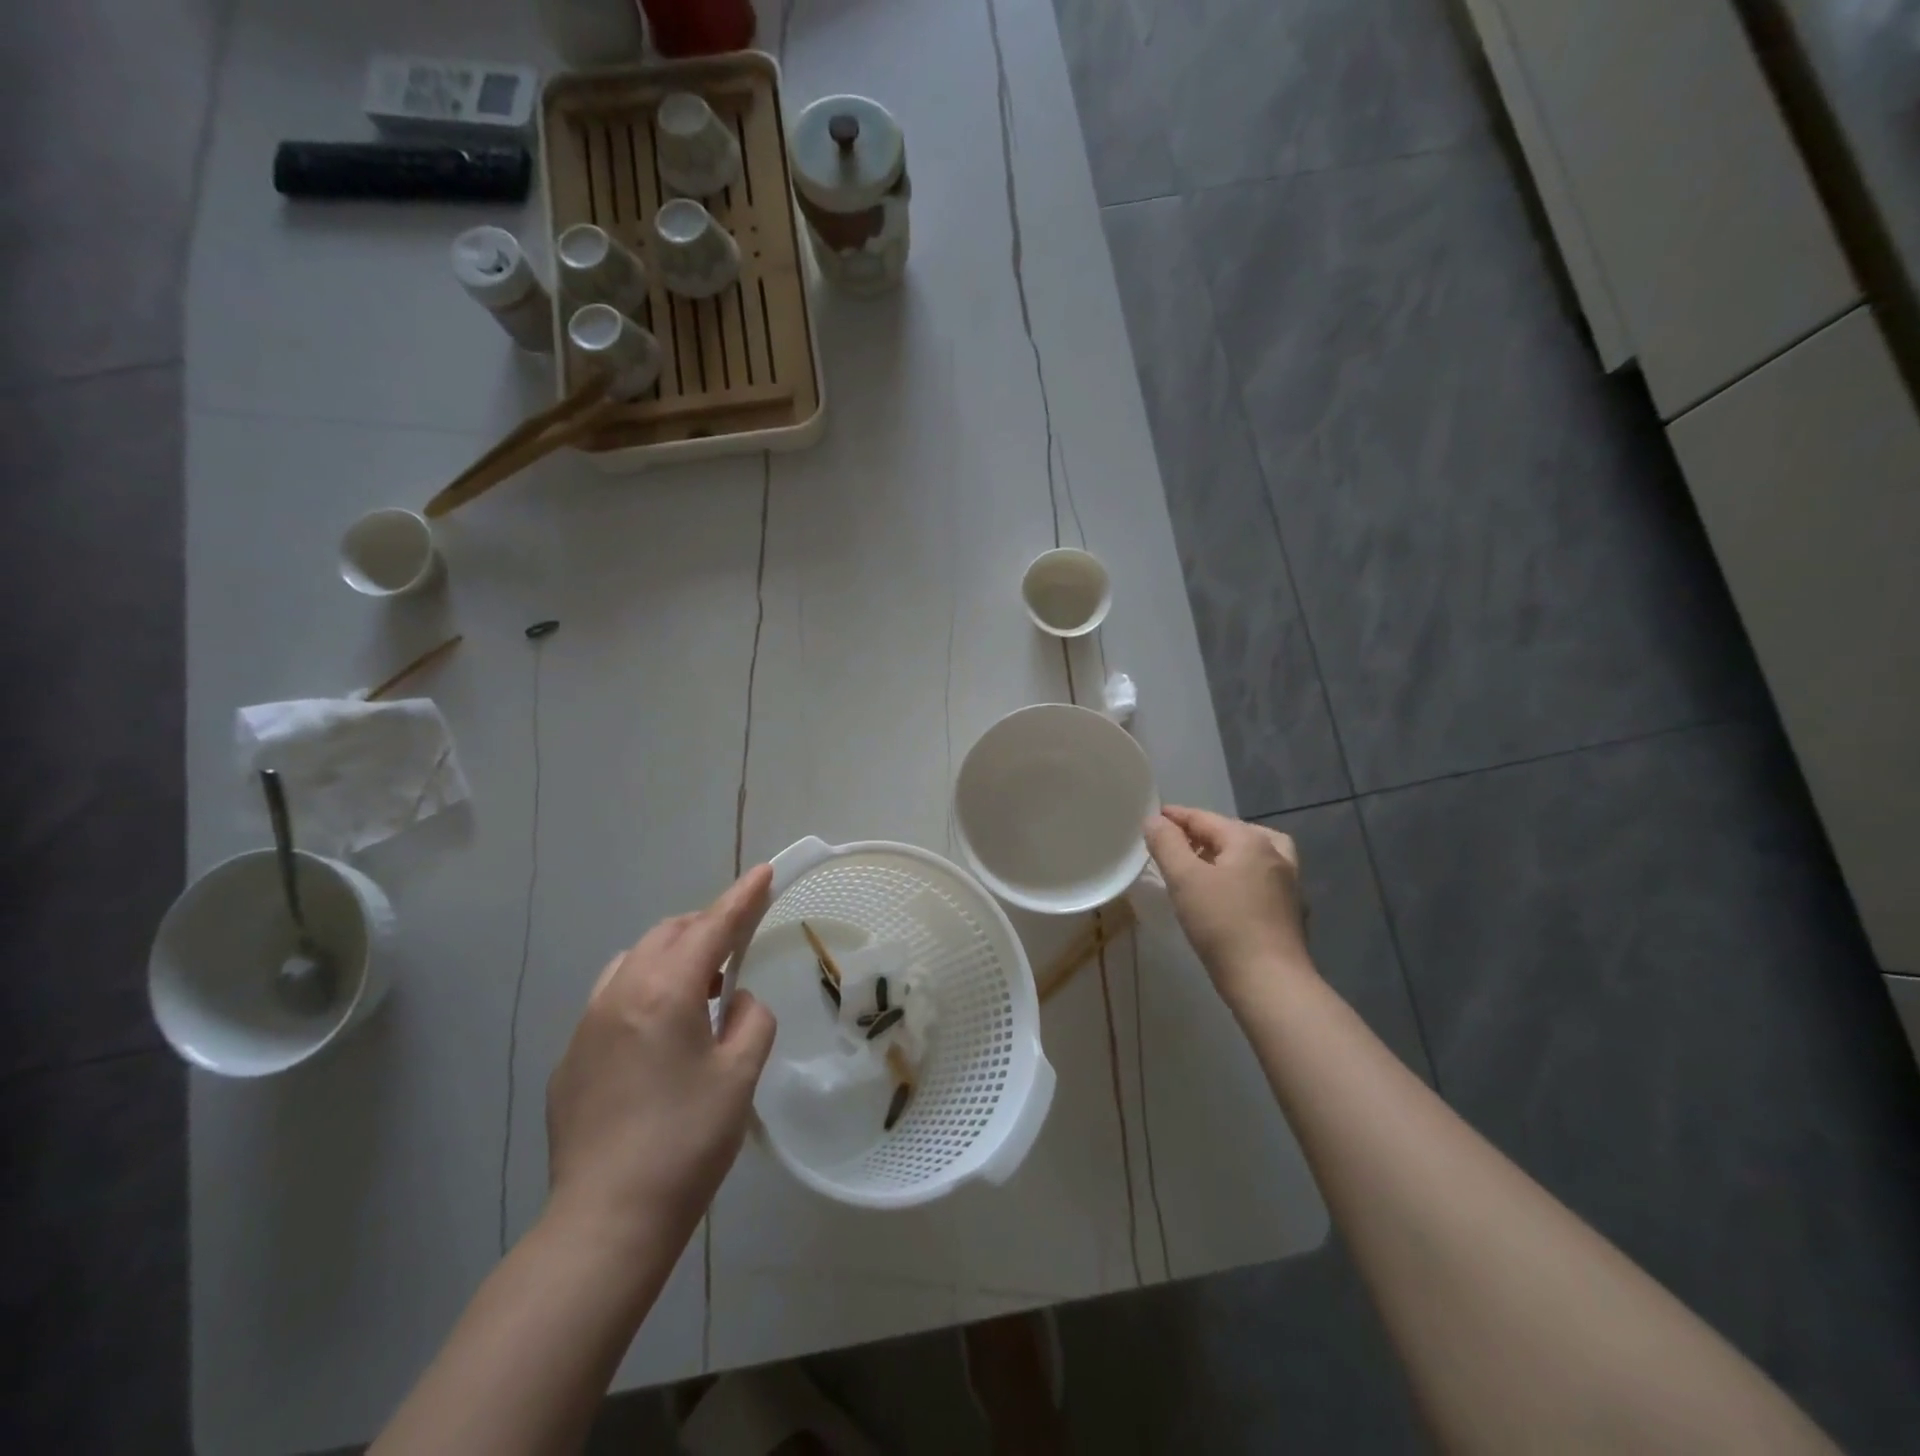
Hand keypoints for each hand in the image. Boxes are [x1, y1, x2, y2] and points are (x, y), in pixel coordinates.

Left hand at [544, 866, 776, 1257]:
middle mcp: (619, 994)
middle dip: (705, 927)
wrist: (606, 1221)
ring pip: (633, 962)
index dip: (742, 898)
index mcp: (665, 991)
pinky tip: (660, 1036)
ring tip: (701, 991)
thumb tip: (738, 1002)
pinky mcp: (570, 1058)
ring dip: (672, 958)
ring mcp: (586, 1025)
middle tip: (737, 946)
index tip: (762, 872)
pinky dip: (644, 992)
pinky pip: (612, 1000)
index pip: (712, 927)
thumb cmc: (686, 1142)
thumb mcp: (740, 1075)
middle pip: (667, 935)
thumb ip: (751, 1020)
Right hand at [1143, 806, 1311, 1005]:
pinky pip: (1263, 878)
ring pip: (1253, 854)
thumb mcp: (1184, 879)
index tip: (1151, 819)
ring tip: (1204, 864)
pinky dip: (1243, 875)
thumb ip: (1167, 844)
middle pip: (1231, 832)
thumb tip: (1154, 820)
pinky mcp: (1292, 910)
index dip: (1175, 816)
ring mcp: (1289, 882)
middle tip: (1172, 844)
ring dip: (1226, 853)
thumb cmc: (1222, 924)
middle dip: (1200, 833)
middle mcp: (1275, 853)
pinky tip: (1229, 892)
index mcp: (1249, 840)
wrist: (1270, 982)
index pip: (1204, 818)